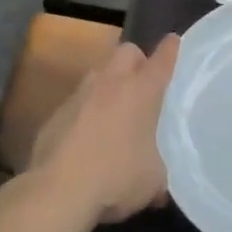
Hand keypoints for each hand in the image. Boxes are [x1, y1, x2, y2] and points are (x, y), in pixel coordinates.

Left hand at [27, 35, 177, 225]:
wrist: (58, 189)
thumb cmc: (116, 176)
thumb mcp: (153, 180)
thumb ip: (159, 169)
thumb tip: (160, 182)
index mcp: (142, 91)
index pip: (162, 59)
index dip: (170, 49)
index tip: (174, 41)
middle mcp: (111, 82)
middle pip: (127, 51)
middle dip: (137, 60)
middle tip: (143, 83)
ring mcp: (80, 94)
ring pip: (99, 73)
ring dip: (109, 84)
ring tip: (115, 112)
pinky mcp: (57, 112)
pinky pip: (78, 101)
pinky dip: (86, 111)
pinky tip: (87, 138)